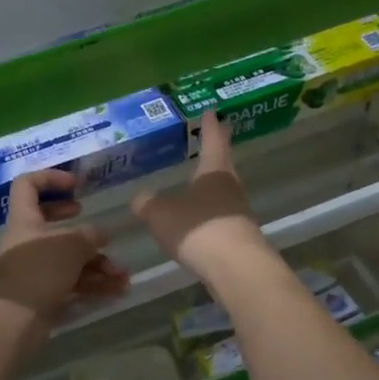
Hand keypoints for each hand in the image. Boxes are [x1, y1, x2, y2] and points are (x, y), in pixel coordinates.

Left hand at [0, 171, 130, 325]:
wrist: (12, 319)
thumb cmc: (39, 268)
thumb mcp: (71, 244)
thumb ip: (90, 235)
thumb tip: (101, 235)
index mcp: (26, 219)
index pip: (28, 185)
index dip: (50, 178)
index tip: (76, 184)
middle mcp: (28, 242)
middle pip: (54, 227)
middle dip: (82, 230)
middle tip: (100, 232)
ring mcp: (36, 270)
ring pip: (70, 260)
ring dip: (98, 265)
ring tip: (123, 275)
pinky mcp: (44, 295)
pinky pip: (73, 284)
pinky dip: (94, 285)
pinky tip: (117, 290)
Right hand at [131, 113, 264, 276]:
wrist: (235, 268)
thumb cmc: (197, 228)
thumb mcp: (160, 213)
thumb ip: (147, 204)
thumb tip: (140, 198)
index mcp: (214, 171)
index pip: (213, 140)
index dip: (210, 125)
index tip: (211, 111)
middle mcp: (230, 187)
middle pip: (223, 163)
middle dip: (216, 151)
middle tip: (212, 138)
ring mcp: (238, 213)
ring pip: (223, 191)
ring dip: (212, 186)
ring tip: (197, 183)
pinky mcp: (239, 237)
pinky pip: (220, 218)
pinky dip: (209, 214)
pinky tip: (197, 222)